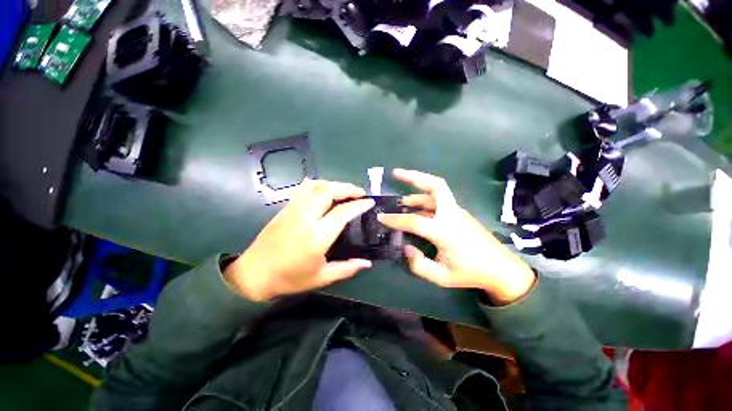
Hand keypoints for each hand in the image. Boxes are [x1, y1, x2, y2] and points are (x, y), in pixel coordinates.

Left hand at [224, 179, 374, 301]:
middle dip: (347, 188)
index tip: (369, 201)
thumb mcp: (321, 278)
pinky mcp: (285, 208)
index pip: (342, 213)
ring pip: (315, 185)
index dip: (358, 205)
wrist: (253, 274)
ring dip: (333, 184)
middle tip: (360, 193)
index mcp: (316, 237)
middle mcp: (305, 218)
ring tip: (344, 190)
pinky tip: (325, 192)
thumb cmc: (289, 278)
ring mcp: (293, 210)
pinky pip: (304, 189)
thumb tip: (367, 263)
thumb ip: (347, 269)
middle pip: (328, 191)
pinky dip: (319, 185)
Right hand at [378, 169, 535, 304]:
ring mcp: (457, 212)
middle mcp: (451, 215)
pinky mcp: (459, 214)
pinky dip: (425, 200)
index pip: (414, 221)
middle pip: (435, 185)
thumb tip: (406, 247)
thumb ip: (418, 264)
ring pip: (436, 192)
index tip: (381, 217)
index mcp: (445, 231)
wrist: (502, 270)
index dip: (395, 219)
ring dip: (417, 191)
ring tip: (402, 200)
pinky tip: (416, 209)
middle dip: (414, 176)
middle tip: (396, 173)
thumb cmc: (471, 274)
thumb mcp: (441, 276)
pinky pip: (439, 201)